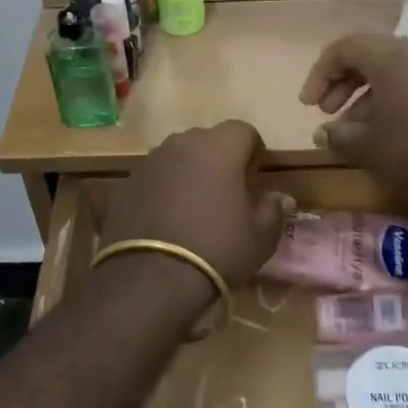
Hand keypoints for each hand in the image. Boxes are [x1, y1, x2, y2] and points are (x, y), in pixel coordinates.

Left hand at [98, 121, 293, 291]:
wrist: (151, 277)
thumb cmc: (217, 249)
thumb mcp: (260, 237)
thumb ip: (273, 210)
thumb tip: (281, 197)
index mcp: (219, 147)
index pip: (243, 130)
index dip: (253, 150)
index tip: (255, 176)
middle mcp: (182, 143)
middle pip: (207, 140)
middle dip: (219, 158)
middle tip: (227, 191)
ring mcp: (150, 161)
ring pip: (178, 156)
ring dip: (189, 172)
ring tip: (194, 205)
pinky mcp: (126, 182)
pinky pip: (154, 177)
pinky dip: (163, 189)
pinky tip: (167, 218)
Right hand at [300, 35, 407, 213]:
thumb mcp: (366, 146)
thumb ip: (337, 135)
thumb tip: (323, 133)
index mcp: (392, 56)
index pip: (345, 47)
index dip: (320, 73)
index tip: (308, 105)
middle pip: (369, 57)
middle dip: (341, 85)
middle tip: (325, 113)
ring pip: (391, 75)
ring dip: (364, 99)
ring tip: (350, 134)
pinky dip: (390, 105)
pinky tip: (382, 137)